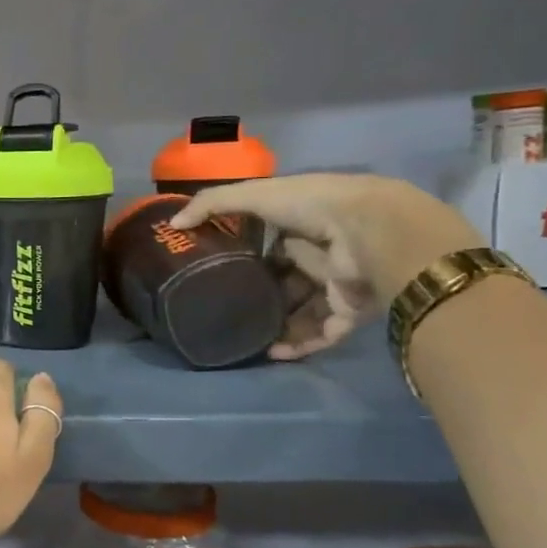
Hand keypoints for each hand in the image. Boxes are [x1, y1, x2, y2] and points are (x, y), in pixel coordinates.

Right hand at [170, 174, 482, 359]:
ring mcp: (337, 285)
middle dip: (260, 295)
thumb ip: (213, 204)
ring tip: (244, 337)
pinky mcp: (350, 311)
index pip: (272, 242)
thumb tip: (174, 224)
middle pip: (285, 280)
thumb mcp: (255, 195)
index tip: (218, 270)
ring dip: (276, 325)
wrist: (372, 231)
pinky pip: (322, 334)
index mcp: (302, 224)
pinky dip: (299, 344)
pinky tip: (272, 352)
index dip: (246, 254)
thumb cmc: (313, 205)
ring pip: (302, 311)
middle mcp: (320, 254)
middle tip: (226, 308)